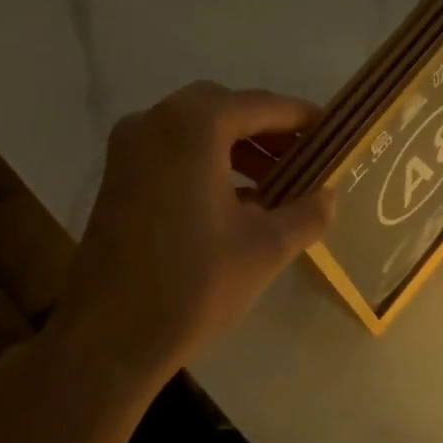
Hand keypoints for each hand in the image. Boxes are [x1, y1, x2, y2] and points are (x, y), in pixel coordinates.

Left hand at [47, 82, 336, 389]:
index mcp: (193, 125)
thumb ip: (306, 212)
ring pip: (196, 133)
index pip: (261, 106)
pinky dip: (208, 165)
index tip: (333, 134)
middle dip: (268, 133)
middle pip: (225, 112)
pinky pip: (173, 154)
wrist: (109, 337)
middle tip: (305, 160)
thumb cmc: (194, 283)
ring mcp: (129, 149)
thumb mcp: (265, 247)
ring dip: (238, 150)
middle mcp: (155, 121)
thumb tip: (330, 195)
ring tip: (277, 185)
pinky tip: (237, 203)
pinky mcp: (117, 178)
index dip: (301, 119)